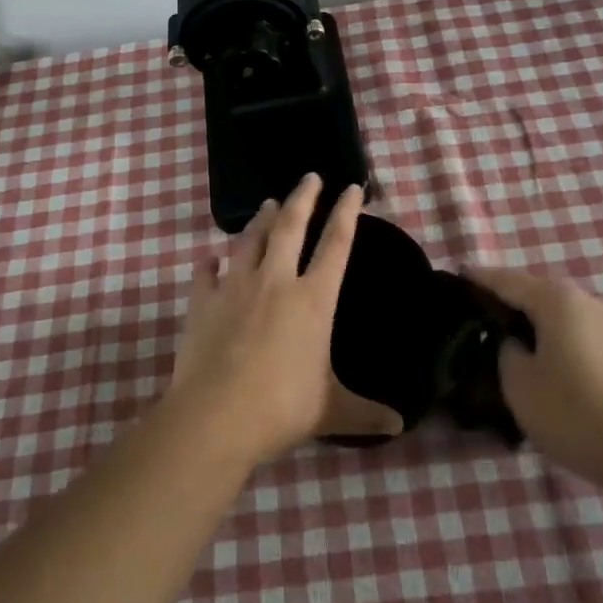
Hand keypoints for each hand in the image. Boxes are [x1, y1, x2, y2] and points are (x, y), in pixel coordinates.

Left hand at [168, 175, 403, 464]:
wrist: (214, 417)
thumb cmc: (280, 408)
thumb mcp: (331, 411)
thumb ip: (365, 413)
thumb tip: (400, 426)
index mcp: (312, 300)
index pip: (336, 244)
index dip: (346, 212)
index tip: (351, 187)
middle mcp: (275, 281)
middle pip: (290, 226)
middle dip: (302, 197)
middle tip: (309, 176)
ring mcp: (235, 287)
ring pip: (250, 240)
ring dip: (260, 219)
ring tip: (268, 203)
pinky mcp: (202, 302)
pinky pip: (205, 273)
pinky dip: (209, 264)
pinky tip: (209, 258)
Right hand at [467, 268, 602, 478]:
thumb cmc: (574, 410)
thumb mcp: (518, 382)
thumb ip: (505, 351)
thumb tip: (514, 343)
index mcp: (555, 299)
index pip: (505, 280)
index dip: (478, 279)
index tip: (455, 277)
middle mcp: (585, 301)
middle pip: (534, 294)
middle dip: (505, 303)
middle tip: (473, 318)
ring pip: (556, 317)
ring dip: (530, 326)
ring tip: (502, 345)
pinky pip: (574, 336)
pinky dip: (552, 343)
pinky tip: (538, 365)